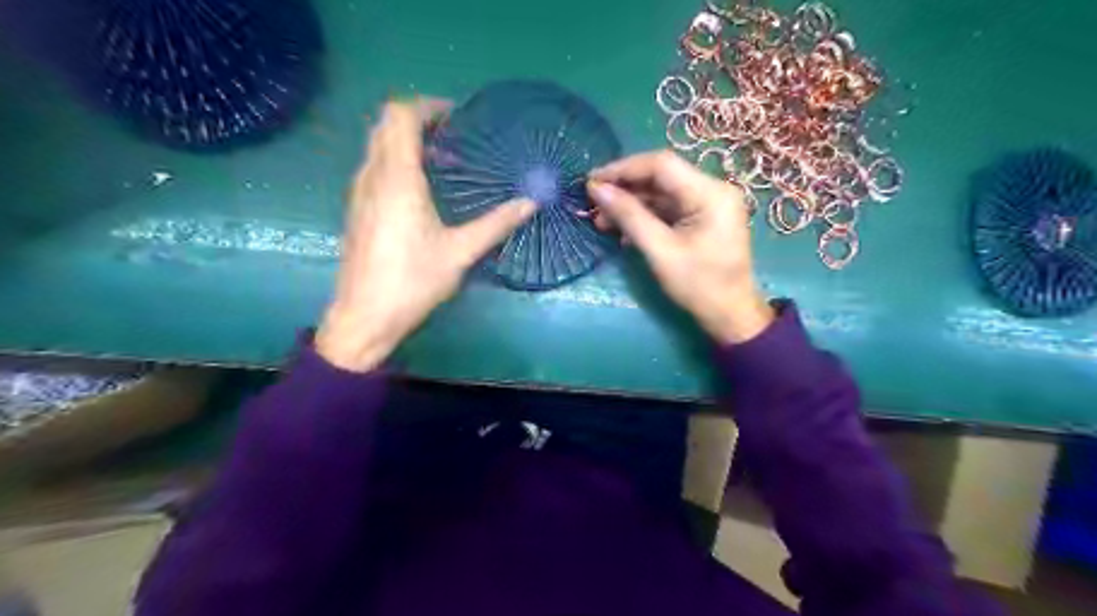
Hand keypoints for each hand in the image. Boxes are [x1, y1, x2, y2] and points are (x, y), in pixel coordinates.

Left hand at [315, 99, 539, 371]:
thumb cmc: (413, 282)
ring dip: (406, 140)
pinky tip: (421, 189)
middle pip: (386, 124)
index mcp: (398, 180)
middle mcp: (372, 177)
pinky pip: (374, 166)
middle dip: (419, 119)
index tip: (457, 118)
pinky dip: (396, 160)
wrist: (364, 317)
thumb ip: (496, 224)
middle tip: (454, 137)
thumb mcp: (460, 253)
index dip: (428, 107)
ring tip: (442, 160)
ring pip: (377, 145)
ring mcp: (359, 193)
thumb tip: (531, 203)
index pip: (401, 116)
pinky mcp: (356, 209)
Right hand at [592, 146, 768, 341]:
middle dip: (624, 189)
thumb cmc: (699, 286)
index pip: (661, 165)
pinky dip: (644, 216)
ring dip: (630, 205)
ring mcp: (708, 203)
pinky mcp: (701, 217)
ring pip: (661, 193)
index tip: (592, 182)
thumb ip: (629, 216)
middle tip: (593, 204)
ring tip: (601, 221)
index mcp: (710, 193)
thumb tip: (597, 189)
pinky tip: (621, 230)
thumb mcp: (660, 251)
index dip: (623, 169)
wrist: (730, 315)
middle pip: (660, 177)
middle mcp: (712, 189)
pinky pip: (668, 208)